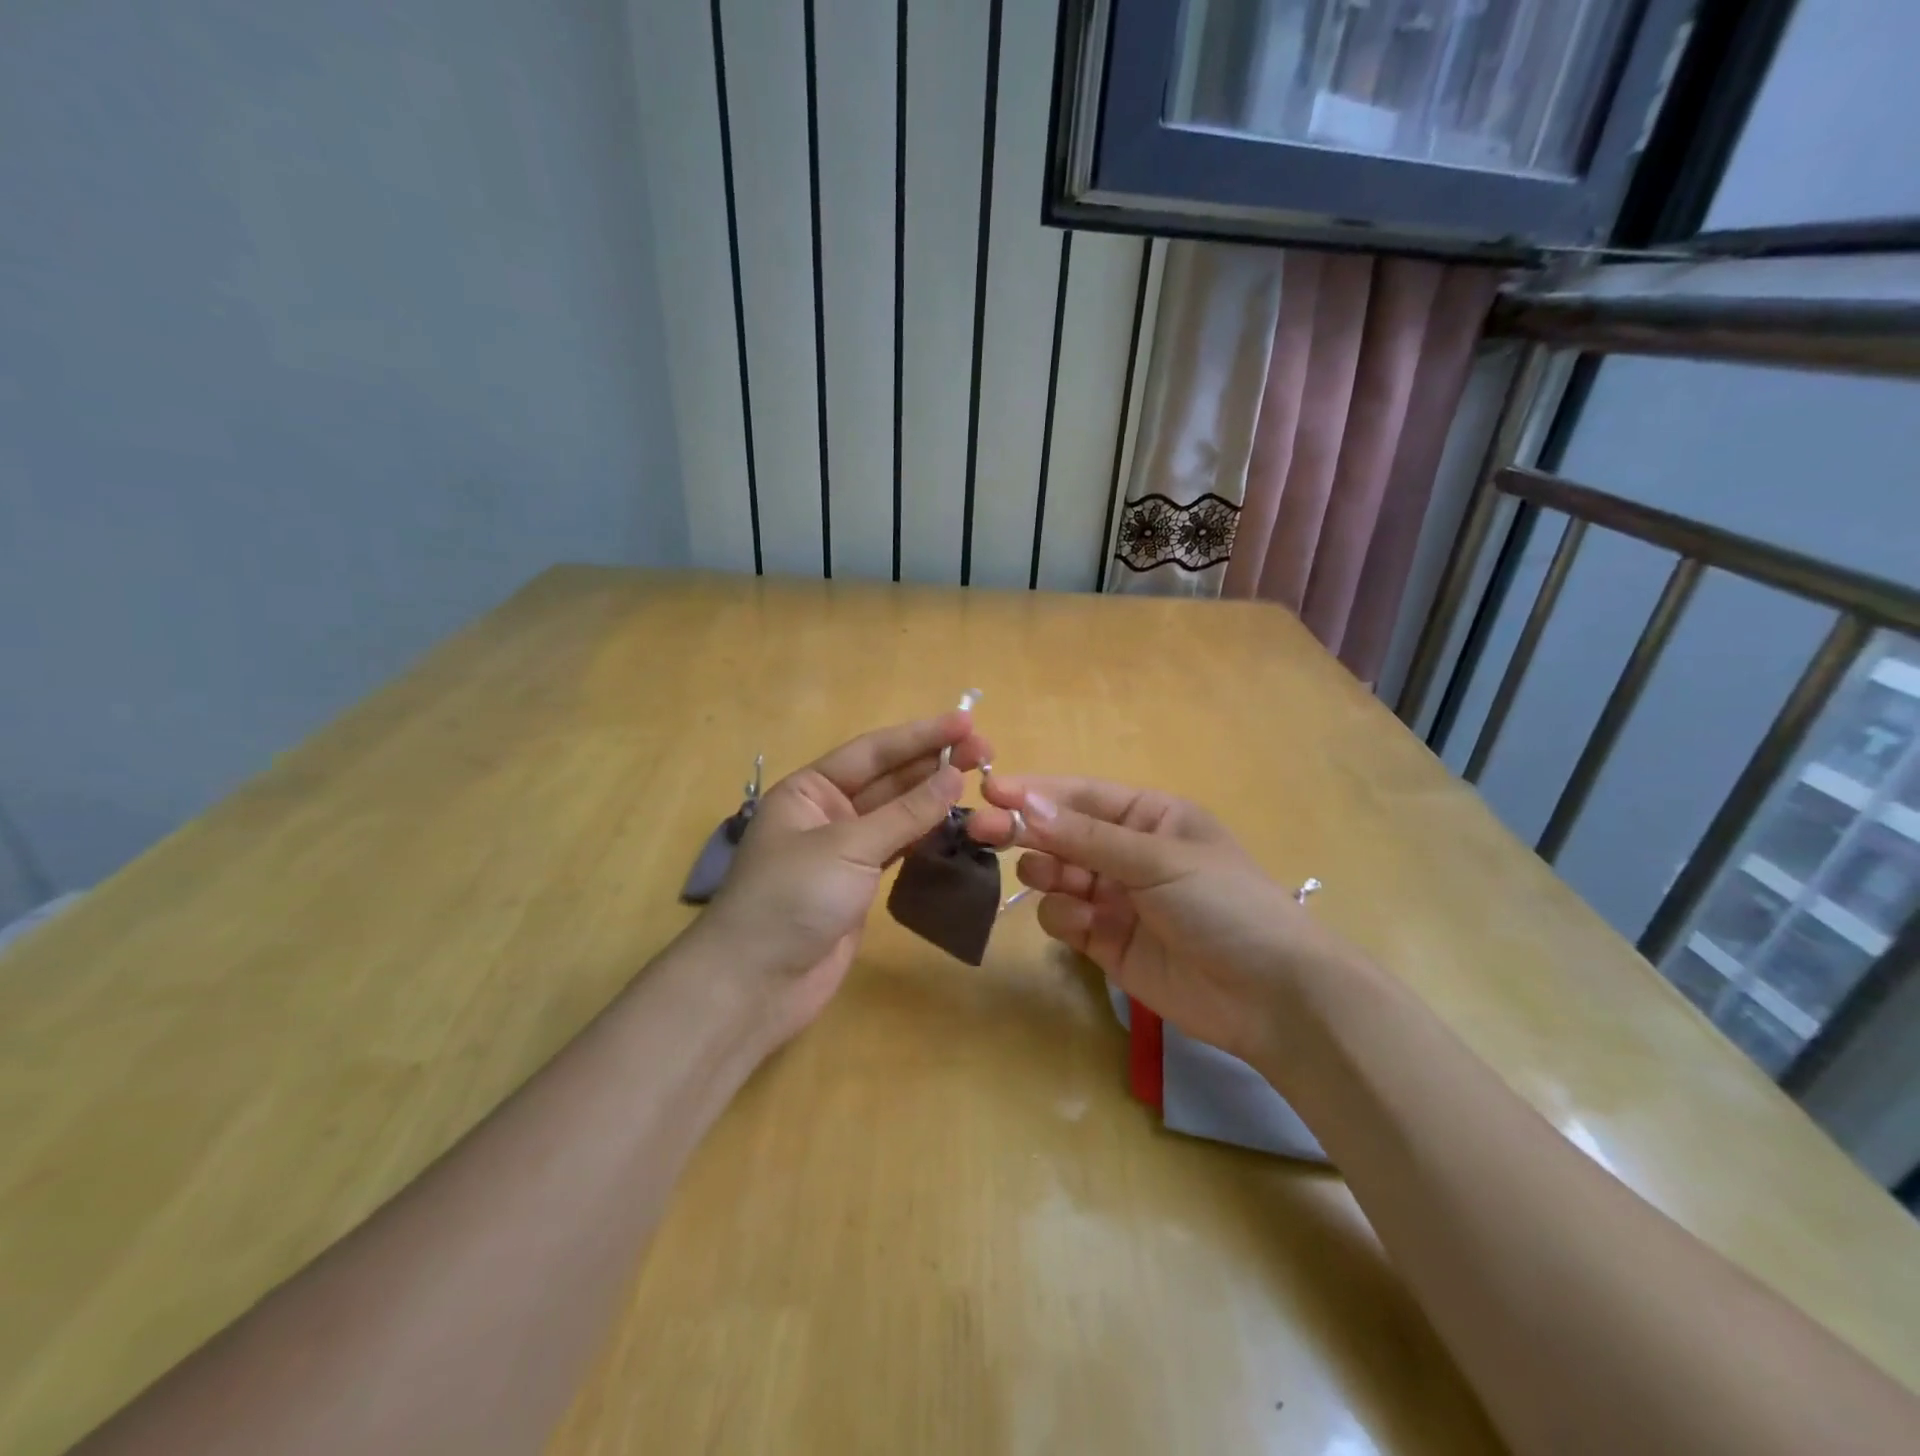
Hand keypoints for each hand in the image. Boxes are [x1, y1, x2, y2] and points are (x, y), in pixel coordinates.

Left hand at [697, 711, 991, 1043]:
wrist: (756, 985)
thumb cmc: (792, 899)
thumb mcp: (848, 847)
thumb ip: (905, 813)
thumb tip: (954, 776)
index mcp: (810, 789)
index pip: (873, 752)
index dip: (921, 735)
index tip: (966, 721)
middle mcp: (827, 812)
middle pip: (888, 779)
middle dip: (933, 763)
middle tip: (986, 750)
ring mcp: (845, 850)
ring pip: (897, 814)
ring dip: (934, 797)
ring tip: (979, 778)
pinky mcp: (859, 885)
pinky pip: (899, 848)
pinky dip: (927, 834)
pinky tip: (957, 821)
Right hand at [969, 776, 1342, 1067]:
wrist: (1270, 997)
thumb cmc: (1224, 904)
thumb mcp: (1158, 860)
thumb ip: (1087, 836)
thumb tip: (1025, 803)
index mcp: (1149, 818)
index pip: (1080, 796)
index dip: (1035, 792)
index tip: (989, 789)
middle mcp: (1127, 853)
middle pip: (1060, 835)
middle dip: (1025, 831)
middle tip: (982, 830)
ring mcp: (1115, 899)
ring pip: (1056, 877)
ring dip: (1047, 875)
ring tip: (1053, 882)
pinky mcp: (1106, 943)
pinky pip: (1065, 919)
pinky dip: (1065, 919)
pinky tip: (1087, 928)